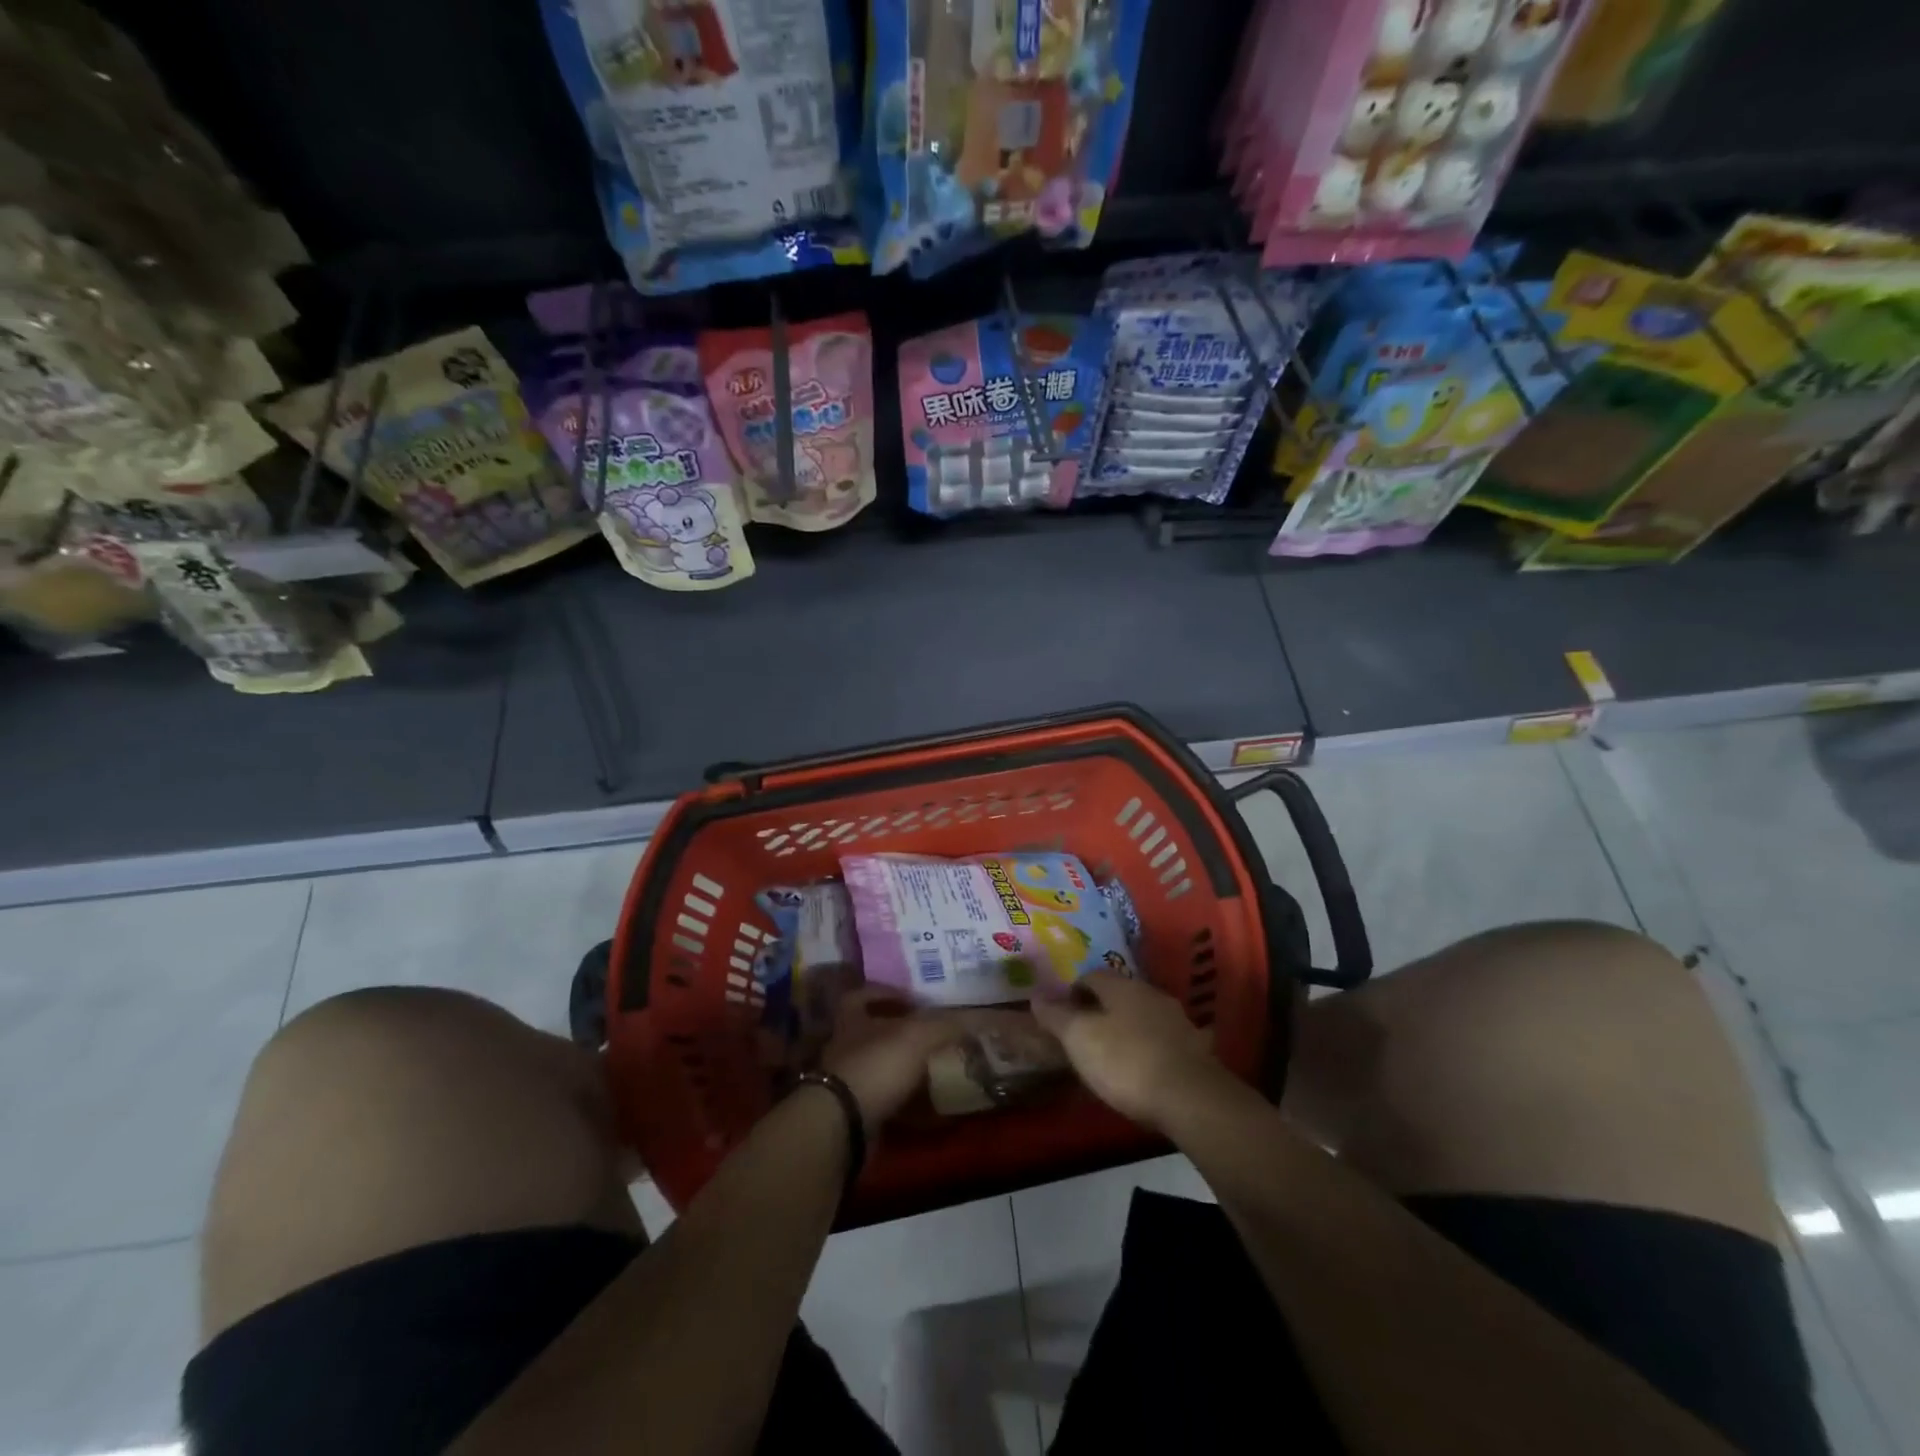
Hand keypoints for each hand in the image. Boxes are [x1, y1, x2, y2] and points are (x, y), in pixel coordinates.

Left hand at [821, 988, 966, 1130]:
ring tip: (934, 1069)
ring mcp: (846, 1081)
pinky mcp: (852, 1113)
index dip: (886, 993)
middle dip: (898, 1033)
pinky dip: (904, 1104)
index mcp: (852, 1019)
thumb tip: (975, 1017)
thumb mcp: (917, 1037)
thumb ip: (944, 1025)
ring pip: (878, 1067)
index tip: (913, 998)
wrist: (841, 1125)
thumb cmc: (876, 1065)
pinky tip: (928, 1108)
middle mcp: (844, 1046)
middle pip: (871, 1032)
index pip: (863, 995)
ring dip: (902, 1068)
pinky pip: (883, 1102)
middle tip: (931, 1034)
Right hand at [1030, 972, 1226, 1131]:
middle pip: (1118, 995)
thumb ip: (1057, 1016)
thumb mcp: (1079, 1039)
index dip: (1072, 993)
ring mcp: (1177, 1020)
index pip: (1091, 976)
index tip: (1061, 1016)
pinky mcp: (1195, 1048)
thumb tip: (1036, 996)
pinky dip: (1148, 1048)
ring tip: (1111, 1055)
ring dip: (1126, 1028)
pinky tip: (1142, 1070)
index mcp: (1122, 986)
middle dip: (1100, 1010)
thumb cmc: (1125, 1061)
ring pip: (1142, 1016)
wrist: (1190, 1098)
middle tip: (1083, 1035)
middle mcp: (1151, 993)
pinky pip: (1162, 1040)